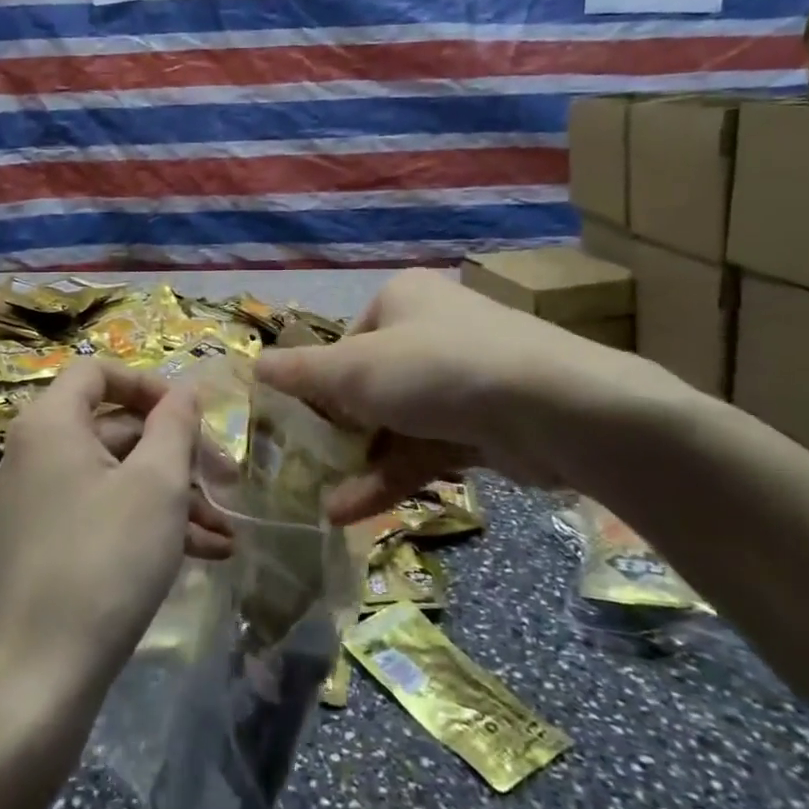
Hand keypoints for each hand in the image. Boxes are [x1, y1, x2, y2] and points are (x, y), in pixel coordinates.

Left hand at [0, 360, 198, 697]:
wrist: (42, 677)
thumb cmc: (106, 560)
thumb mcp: (157, 483)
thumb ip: (174, 424)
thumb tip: (184, 390)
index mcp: (51, 422)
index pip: (99, 372)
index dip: (150, 385)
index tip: (192, 416)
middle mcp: (37, 452)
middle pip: (116, 426)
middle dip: (177, 452)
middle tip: (227, 481)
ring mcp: (41, 499)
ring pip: (118, 475)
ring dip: (175, 495)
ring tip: (227, 530)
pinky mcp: (49, 541)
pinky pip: (106, 510)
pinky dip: (150, 522)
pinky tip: (204, 552)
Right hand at [253, 269, 695, 521]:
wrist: (554, 409)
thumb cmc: (437, 370)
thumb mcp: (355, 370)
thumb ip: (302, 374)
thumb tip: (254, 366)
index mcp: (400, 299)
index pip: (345, 343)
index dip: (317, 385)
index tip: (295, 424)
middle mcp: (431, 330)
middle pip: (369, 384)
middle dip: (337, 431)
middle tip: (303, 467)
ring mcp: (462, 378)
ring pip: (396, 422)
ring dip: (360, 462)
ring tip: (320, 503)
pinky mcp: (486, 422)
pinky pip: (426, 447)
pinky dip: (392, 475)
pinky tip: (352, 510)